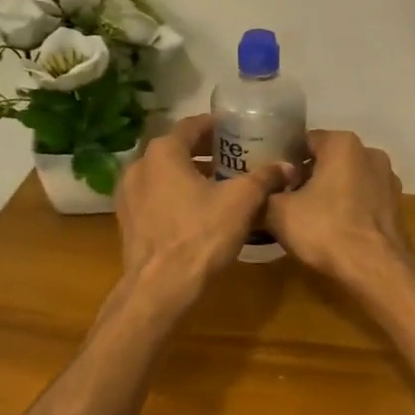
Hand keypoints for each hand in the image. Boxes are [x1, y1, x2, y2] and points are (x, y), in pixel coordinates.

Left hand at [116, 114, 291, 292]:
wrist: (160, 288)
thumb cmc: (201, 234)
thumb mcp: (242, 202)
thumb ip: (265, 178)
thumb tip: (288, 166)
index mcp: (163, 152)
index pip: (192, 125)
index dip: (216, 126)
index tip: (236, 130)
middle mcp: (139, 166)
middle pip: (176, 149)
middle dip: (205, 151)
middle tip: (233, 157)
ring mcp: (128, 195)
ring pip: (164, 174)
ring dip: (190, 174)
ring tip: (219, 183)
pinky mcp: (127, 221)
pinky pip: (155, 196)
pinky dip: (175, 194)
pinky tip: (197, 210)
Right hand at [264, 131, 409, 279]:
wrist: (375, 269)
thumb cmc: (325, 229)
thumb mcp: (279, 212)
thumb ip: (266, 193)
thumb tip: (263, 192)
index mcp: (342, 144)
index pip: (305, 141)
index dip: (285, 160)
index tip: (273, 181)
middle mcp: (370, 153)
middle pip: (329, 160)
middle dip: (309, 176)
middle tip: (287, 199)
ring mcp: (388, 180)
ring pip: (349, 179)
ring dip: (330, 192)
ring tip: (310, 217)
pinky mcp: (397, 206)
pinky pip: (364, 199)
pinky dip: (350, 208)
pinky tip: (335, 229)